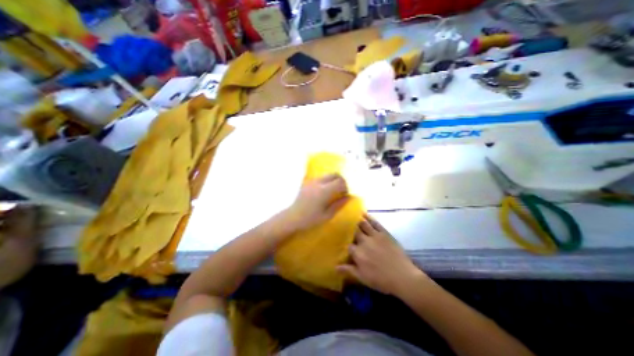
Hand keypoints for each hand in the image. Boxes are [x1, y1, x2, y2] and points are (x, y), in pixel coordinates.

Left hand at [285, 174, 348, 230]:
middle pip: (335, 174)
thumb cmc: (310, 219)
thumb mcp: (327, 215)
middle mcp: (318, 182)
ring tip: (332, 191)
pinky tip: (324, 191)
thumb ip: (339, 204)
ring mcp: (312, 181)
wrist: (292, 217)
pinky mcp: (307, 182)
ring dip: (333, 180)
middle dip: (341, 181)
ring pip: (328, 175)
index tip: (345, 195)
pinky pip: (321, 177)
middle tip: (341, 191)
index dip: (346, 187)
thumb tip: (349, 197)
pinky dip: (326, 181)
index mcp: (324, 191)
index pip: (340, 182)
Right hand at [334, 215, 427, 295]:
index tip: (342, 241)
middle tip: (344, 223)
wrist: (403, 277)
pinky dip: (369, 217)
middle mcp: (364, 241)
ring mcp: (374, 236)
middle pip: (354, 231)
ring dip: (357, 219)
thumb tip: (336, 266)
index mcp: (358, 253)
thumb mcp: (363, 278)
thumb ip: (349, 270)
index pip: (348, 245)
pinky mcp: (384, 233)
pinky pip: (375, 223)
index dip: (345, 243)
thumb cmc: (381, 280)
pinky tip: (365, 214)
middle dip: (349, 227)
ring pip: (363, 224)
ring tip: (352, 215)